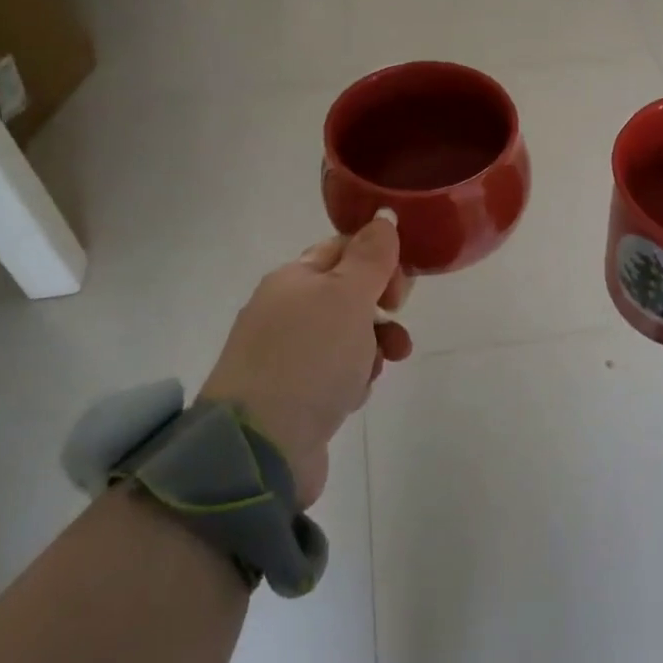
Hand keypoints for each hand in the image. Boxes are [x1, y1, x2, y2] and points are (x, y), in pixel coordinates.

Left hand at [200, 215, 412, 508]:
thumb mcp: (347, 296)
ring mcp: (285, 355)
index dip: (379, 262)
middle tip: (395, 319)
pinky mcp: (292, 394)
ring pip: (347, 337)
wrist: (261, 446)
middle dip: (381, 308)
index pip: (344, 250)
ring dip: (373, 346)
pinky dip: (351, 379)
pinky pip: (335, 373)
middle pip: (348, 294)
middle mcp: (285, 311)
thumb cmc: (310, 358)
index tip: (401, 289)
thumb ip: (371, 256)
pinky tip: (352, 395)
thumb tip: (384, 216)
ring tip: (382, 365)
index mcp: (293, 278)